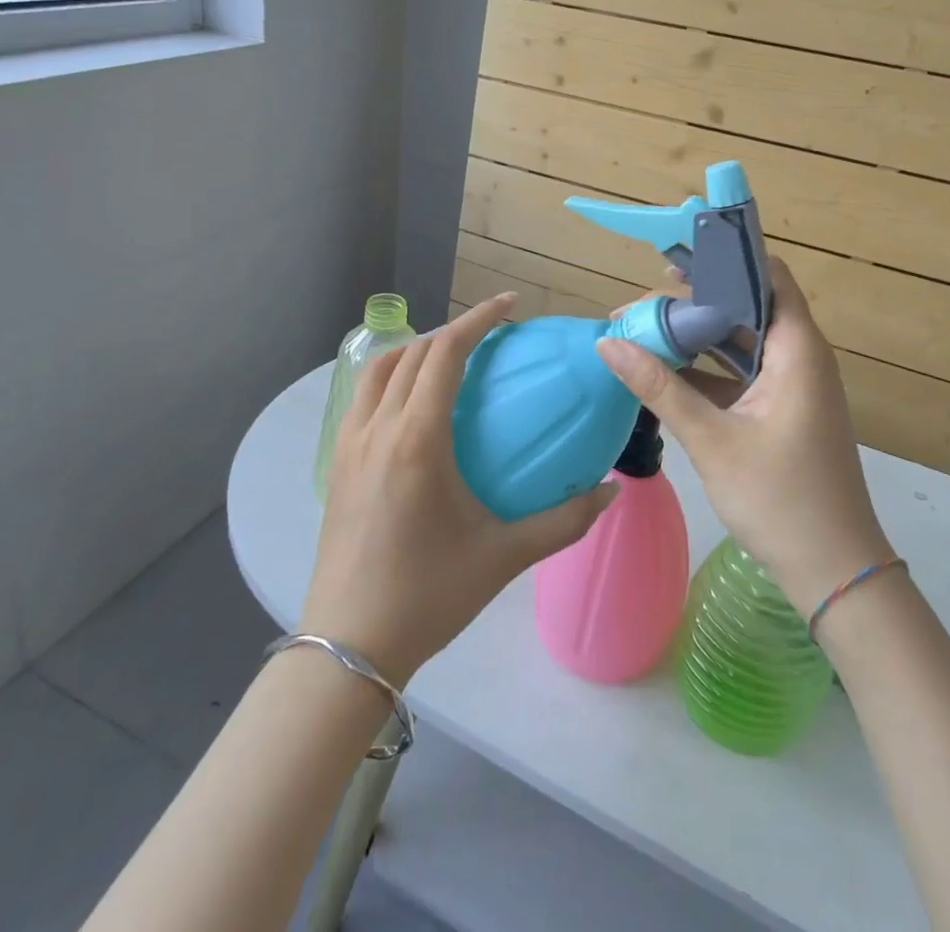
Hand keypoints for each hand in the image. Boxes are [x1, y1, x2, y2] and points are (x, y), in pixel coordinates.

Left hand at [301, 294, 619, 686]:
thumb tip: (612, 491)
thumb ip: (564, 520)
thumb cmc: (429, 595)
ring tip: (450, 359)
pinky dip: (391, 377)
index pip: (446, 353)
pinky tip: (413, 404)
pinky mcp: (336, 462)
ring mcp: (349, 443)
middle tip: (491, 335)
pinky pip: (363, 397)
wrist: (348, 645)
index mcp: (417, 439)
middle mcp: (378, 427)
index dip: (479, 319)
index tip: (510, 305)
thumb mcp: (504, 556)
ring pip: (379, 369)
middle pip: (413, 352)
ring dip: (416, 350)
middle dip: (453, 330)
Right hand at [596, 256, 891, 617]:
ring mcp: (791, 386)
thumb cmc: (780, 500)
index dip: (725, 260)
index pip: (769, 277)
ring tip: (644, 330)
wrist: (834, 573)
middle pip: (747, 306)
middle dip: (695, 300)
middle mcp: (799, 358)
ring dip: (697, 335)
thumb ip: (659, 388)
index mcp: (798, 351)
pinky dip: (707, 367)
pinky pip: (741, 372)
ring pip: (741, 341)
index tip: (674, 259)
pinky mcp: (781, 411)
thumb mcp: (712, 440)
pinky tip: (666, 370)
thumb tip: (608, 343)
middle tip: (641, 305)